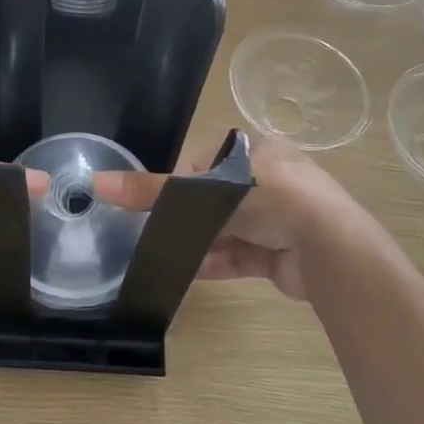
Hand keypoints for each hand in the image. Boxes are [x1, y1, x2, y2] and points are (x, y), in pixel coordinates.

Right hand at [93, 133, 369, 300]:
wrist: (327, 247)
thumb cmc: (267, 197)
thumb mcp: (204, 188)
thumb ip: (153, 189)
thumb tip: (96, 182)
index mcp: (260, 151)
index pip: (212, 158)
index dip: (187, 176)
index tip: (165, 196)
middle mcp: (274, 180)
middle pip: (220, 197)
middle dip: (194, 215)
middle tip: (161, 229)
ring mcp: (281, 219)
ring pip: (231, 229)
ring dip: (203, 242)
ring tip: (169, 254)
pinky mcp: (283, 254)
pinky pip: (242, 257)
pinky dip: (217, 263)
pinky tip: (190, 272)